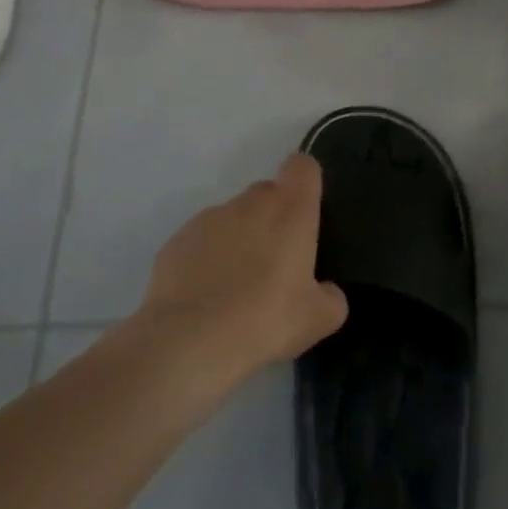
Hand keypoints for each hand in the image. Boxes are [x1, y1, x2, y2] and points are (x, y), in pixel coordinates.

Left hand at [138, 153, 348, 377]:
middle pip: (267, 193)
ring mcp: (209, 218)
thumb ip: (331, 297)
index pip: (302, 167)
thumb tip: (327, 292)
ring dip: (238, 240)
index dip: (305, 183)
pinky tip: (205, 298)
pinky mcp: (176, 240)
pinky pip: (200, 242)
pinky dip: (206, 260)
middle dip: (272, 219)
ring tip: (236, 288)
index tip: (306, 212)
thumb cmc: (266, 320)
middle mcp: (250, 202)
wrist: (188, 342)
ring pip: (232, 218)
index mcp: (290, 210)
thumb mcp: (317, 319)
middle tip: (275, 264)